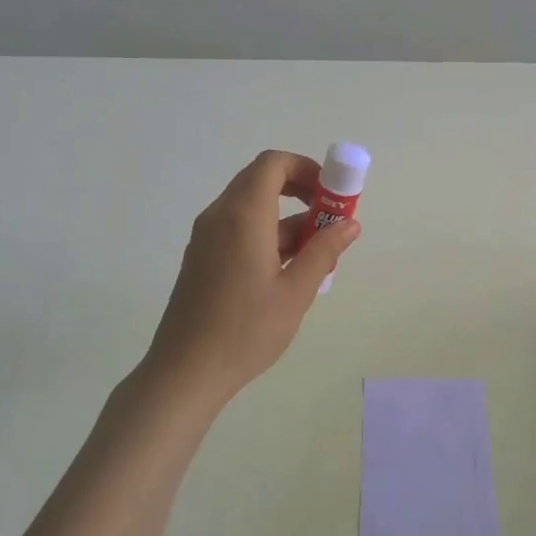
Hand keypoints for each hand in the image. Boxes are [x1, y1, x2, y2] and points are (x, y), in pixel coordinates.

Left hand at [143, 150, 360, 401]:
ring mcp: (206, 237)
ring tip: (316, 253)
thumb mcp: (296, 292)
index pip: (273, 164)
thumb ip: (324, 251)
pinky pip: (238, 228)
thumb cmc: (246, 330)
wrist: (185, 371)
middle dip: (300, 191)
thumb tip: (350, 224)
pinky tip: (287, 270)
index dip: (306, 168)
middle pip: (261, 180)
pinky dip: (267, 234)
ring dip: (286, 217)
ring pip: (251, 207)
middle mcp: (219, 216)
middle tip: (329, 218)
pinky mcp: (202, 257)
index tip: (331, 193)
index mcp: (243, 216)